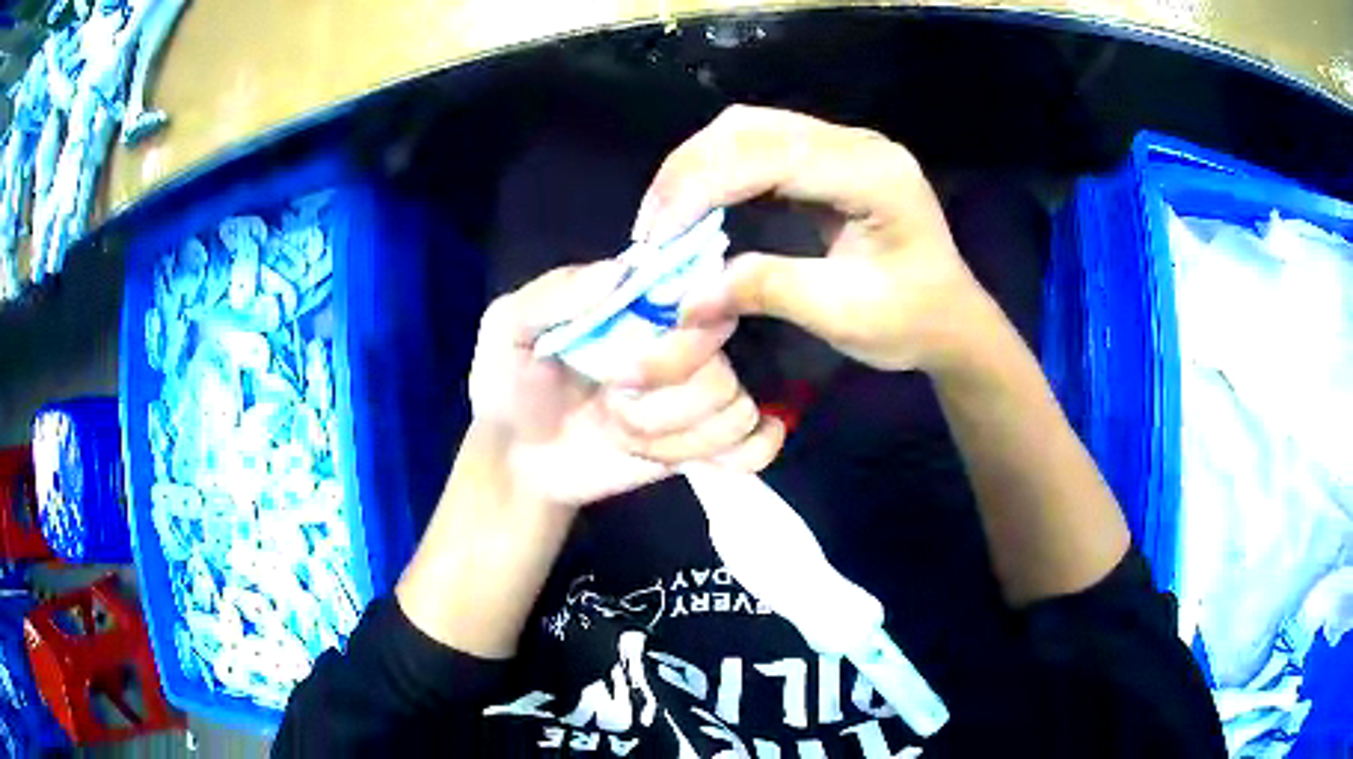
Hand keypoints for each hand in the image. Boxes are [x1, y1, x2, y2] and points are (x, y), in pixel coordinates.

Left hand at [469, 262, 785, 508]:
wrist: (519, 461)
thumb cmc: (510, 385)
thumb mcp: (508, 329)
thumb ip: (554, 294)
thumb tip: (621, 270)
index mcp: (643, 308)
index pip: (703, 296)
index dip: (684, 329)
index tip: (643, 351)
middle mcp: (680, 346)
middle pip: (721, 361)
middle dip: (667, 395)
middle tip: (615, 403)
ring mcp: (694, 398)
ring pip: (734, 407)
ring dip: (676, 434)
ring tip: (627, 437)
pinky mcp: (701, 444)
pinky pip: (755, 443)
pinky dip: (741, 454)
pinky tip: (706, 462)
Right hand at [632, 105, 990, 375]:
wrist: (951, 322)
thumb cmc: (910, 321)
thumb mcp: (842, 313)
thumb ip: (765, 291)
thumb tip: (683, 299)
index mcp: (874, 174)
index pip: (773, 155)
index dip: (704, 185)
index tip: (657, 234)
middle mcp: (856, 144)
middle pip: (752, 129)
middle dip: (690, 172)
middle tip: (651, 229)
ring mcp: (843, 147)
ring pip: (748, 132)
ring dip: (697, 170)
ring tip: (665, 220)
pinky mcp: (828, 161)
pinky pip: (759, 150)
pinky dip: (718, 176)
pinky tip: (697, 210)